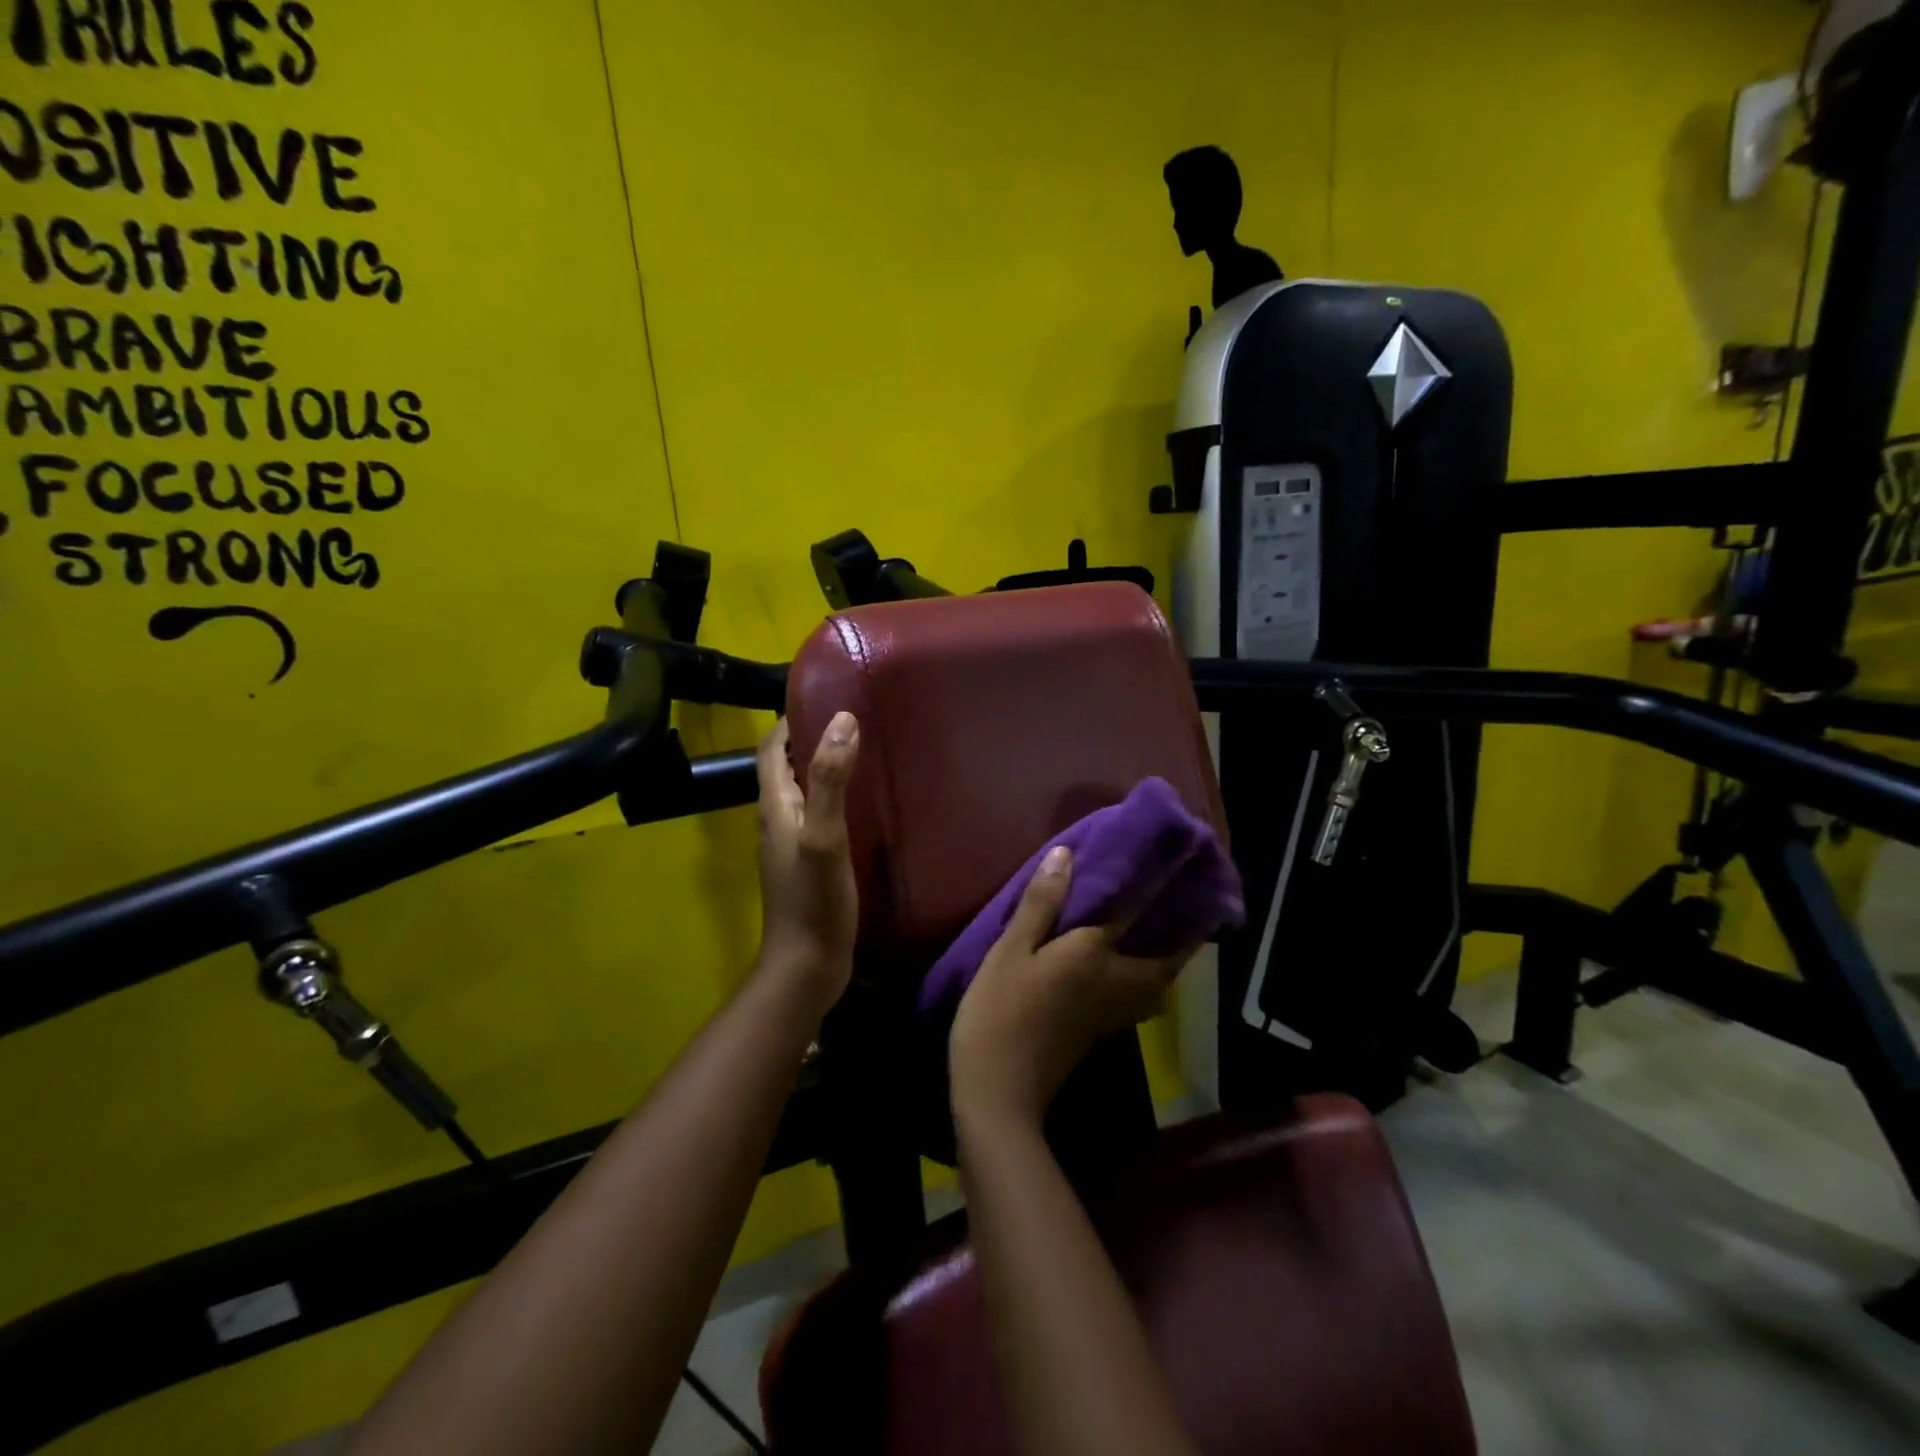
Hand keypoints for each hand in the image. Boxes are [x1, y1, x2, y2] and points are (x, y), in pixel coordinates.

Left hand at [754, 713, 859, 1007]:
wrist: (808, 965)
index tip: (824, 697)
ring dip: (821, 767)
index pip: (771, 749)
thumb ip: (830, 780)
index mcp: (774, 806)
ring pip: (801, 791)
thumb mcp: (824, 835)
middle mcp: (776, 819)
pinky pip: (816, 814)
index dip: (790, 720)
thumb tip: (842, 719)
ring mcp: (791, 843)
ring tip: (860, 750)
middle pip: (785, 767)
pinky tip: (862, 801)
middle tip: (851, 719)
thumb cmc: (814, 900)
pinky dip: (832, 796)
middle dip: (809, 738)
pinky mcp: (808, 862)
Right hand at [949, 846, 1193, 1127]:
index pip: (1133, 912)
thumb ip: (1041, 904)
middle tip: (1189, 915)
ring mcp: (1109, 1013)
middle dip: (1182, 941)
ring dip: (1168, 965)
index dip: (1156, 886)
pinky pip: (1137, 1001)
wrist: (999, 1090)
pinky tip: (1129, 975)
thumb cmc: (999, 1010)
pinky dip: (1146, 984)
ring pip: (1156, 987)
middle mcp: (1113, 981)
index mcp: (1092, 954)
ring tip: (1165, 942)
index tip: (1178, 864)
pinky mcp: (1098, 1033)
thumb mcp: (1010, 950)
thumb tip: (1066, 855)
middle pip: (1163, 962)